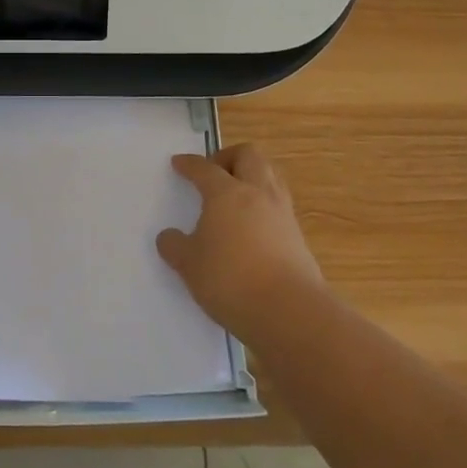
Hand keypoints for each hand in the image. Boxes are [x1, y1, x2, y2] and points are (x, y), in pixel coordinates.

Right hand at [159, 144, 323, 335]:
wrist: (289, 311)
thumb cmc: (231, 280)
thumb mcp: (190, 265)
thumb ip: (175, 247)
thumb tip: (168, 237)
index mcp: (226, 193)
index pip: (205, 168)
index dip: (189, 164)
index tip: (179, 163)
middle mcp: (257, 193)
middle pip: (248, 155)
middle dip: (229, 157)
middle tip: (214, 173)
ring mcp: (282, 213)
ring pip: (270, 175)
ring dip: (251, 176)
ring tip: (235, 196)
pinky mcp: (298, 236)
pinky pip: (279, 204)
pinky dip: (263, 205)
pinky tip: (252, 227)